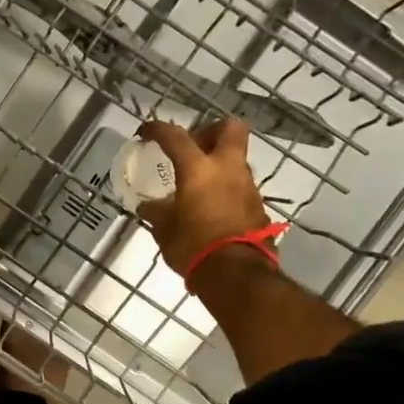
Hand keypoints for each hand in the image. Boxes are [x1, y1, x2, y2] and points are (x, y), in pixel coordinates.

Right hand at [136, 118, 270, 274]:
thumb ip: (156, 212)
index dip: (157, 129)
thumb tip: (147, 206)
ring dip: (219, 164)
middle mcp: (228, 168)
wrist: (236, 275)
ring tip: (198, 184)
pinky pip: (240, 186)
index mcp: (199, 169)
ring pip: (236, 159)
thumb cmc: (193, 246)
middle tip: (193, 148)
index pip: (175, 136)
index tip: (145, 132)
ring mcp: (248, 186)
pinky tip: (211, 208)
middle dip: (211, 131)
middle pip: (230, 128)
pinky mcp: (258, 206)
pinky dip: (226, 189)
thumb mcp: (164, 230)